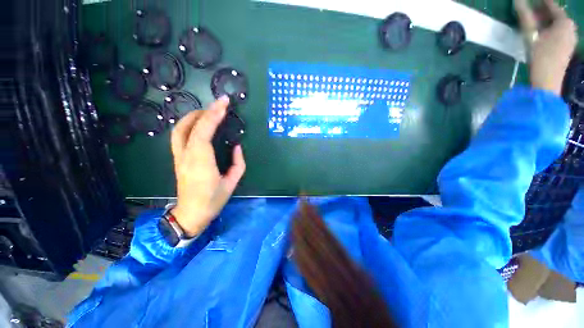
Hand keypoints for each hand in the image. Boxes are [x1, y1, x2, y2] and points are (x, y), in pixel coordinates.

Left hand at [170, 96, 245, 236]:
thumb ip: (238, 163)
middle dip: (203, 112)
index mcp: (201, 162)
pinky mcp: (177, 159)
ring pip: (179, 130)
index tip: (224, 103)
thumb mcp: (232, 183)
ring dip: (193, 117)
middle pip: (188, 127)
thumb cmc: (213, 200)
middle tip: (218, 106)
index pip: (204, 131)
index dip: (213, 115)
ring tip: (208, 113)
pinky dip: (188, 126)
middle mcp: (186, 156)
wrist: (191, 214)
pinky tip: (198, 125)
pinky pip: (179, 137)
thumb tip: (236, 147)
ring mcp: (179, 157)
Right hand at [514, 0, 577, 94]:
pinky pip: (559, 33)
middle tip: (530, 10)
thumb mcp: (531, 35)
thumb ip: (525, 16)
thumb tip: (518, 0)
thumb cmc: (540, 56)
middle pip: (556, 15)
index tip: (531, 0)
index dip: (542, 1)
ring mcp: (570, 39)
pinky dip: (550, 30)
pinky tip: (542, 34)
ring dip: (546, 22)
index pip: (552, 5)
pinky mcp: (567, 48)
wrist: (548, 81)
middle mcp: (571, 28)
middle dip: (543, 12)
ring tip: (534, 22)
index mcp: (564, 22)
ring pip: (557, 25)